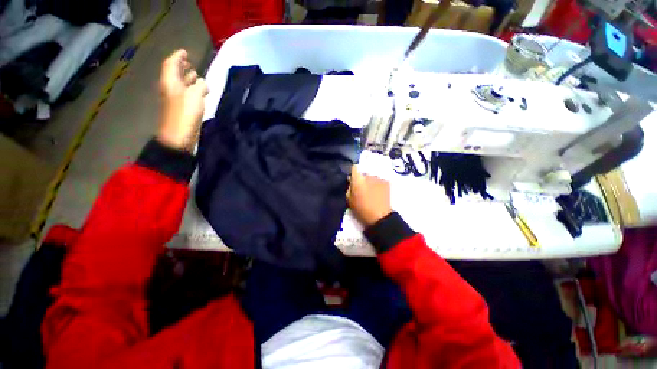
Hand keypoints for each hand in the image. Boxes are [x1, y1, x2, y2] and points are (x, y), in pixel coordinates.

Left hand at [157, 49, 208, 151]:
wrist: (180, 136)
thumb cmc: (185, 113)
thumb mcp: (195, 95)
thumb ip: (200, 86)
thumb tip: (203, 83)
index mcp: (170, 82)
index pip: (171, 64)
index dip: (178, 56)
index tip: (185, 52)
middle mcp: (171, 88)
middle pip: (175, 73)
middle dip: (182, 66)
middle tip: (191, 62)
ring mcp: (176, 100)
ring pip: (181, 84)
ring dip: (188, 79)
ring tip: (197, 75)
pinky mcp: (183, 109)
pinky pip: (187, 94)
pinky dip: (193, 90)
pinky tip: (201, 92)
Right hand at [347, 166, 392, 226]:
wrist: (380, 217)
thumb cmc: (361, 209)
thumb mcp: (349, 200)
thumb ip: (348, 188)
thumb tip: (350, 181)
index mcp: (358, 180)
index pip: (354, 168)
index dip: (353, 173)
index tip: (353, 180)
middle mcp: (368, 175)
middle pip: (363, 174)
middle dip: (362, 180)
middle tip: (362, 190)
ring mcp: (378, 178)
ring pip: (372, 178)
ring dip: (371, 183)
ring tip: (372, 193)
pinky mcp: (386, 182)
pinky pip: (379, 181)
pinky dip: (378, 185)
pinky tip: (379, 194)